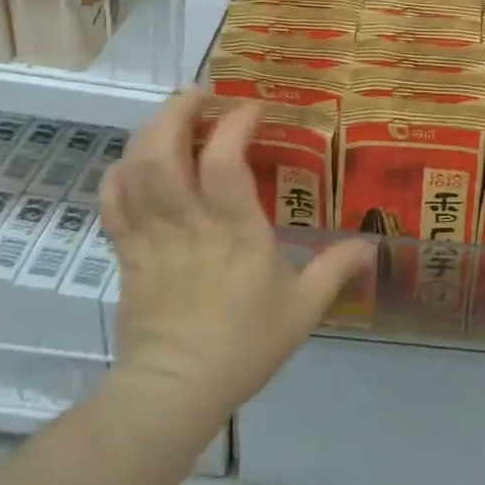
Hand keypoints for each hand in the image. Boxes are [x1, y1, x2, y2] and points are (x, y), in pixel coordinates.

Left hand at [98, 90, 369, 426]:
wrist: (175, 390)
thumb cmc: (243, 345)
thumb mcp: (302, 309)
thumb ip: (335, 270)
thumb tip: (372, 244)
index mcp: (233, 230)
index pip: (224, 160)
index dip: (235, 123)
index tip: (252, 108)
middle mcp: (187, 221)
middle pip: (164, 150)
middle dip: (179, 111)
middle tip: (201, 94)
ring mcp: (151, 234)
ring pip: (135, 168)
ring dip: (150, 131)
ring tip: (172, 117)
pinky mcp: (126, 251)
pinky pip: (113, 202)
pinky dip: (119, 173)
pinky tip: (134, 161)